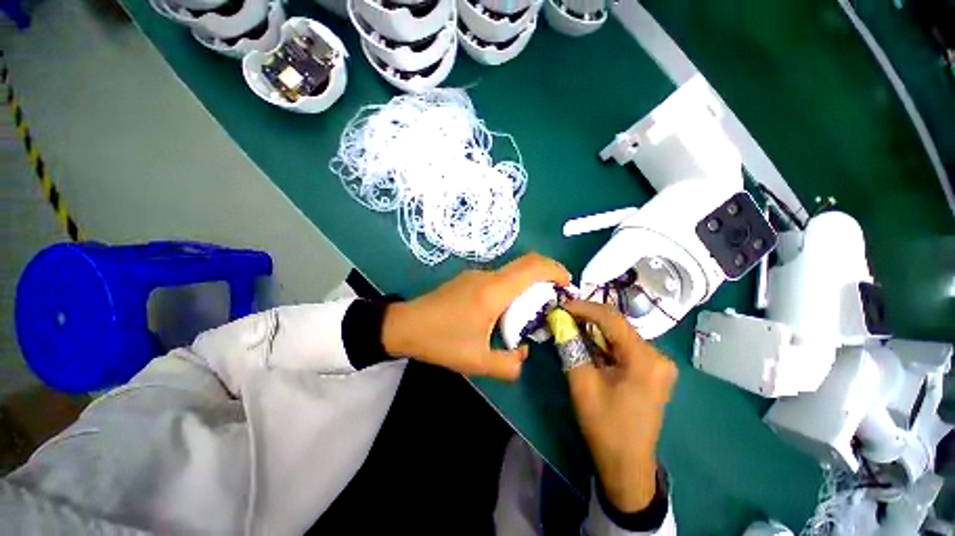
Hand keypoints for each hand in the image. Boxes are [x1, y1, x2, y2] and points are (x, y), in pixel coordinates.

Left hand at [382, 253, 570, 380]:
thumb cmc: (441, 341)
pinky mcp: (469, 279)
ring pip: (513, 270)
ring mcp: (476, 275)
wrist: (405, 325)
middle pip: (526, 263)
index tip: (568, 285)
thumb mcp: (477, 362)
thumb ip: (508, 364)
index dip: (556, 270)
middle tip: (557, 296)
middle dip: (548, 274)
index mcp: (493, 292)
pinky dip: (514, 286)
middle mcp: (487, 276)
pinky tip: (508, 308)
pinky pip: (500, 277)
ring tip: (534, 308)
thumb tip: (524, 354)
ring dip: (530, 282)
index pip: (532, 267)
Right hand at [561, 300, 676, 513]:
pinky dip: (604, 342)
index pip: (612, 319)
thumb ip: (570, 346)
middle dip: (588, 318)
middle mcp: (658, 356)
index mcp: (645, 359)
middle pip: (618, 325)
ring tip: (571, 326)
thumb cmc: (605, 425)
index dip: (584, 308)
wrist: (627, 464)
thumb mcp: (582, 383)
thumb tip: (559, 319)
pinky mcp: (652, 370)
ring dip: (594, 330)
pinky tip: (588, 343)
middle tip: (563, 315)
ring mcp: (658, 364)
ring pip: (620, 334)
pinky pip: (624, 346)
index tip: (561, 305)